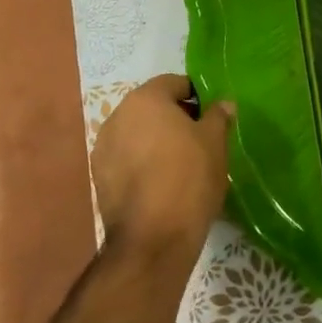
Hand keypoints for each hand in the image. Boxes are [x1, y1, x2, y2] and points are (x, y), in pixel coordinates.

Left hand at [91, 75, 230, 253]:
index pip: (174, 83)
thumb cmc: (189, 177)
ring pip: (137, 133)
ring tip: (180, 164)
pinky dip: (142, 163)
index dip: (196, 96)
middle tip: (200, 139)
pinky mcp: (98, 178)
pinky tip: (161, 183)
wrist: (153, 239)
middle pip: (152, 107)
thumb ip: (218, 116)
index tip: (211, 116)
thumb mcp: (215, 141)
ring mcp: (103, 148)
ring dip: (156, 140)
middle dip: (175, 118)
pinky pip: (126, 158)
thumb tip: (223, 103)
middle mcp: (117, 116)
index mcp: (145, 99)